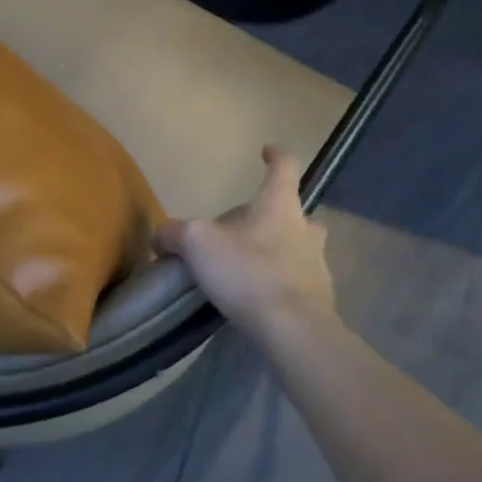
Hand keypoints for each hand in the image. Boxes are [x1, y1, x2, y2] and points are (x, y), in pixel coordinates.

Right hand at [156, 146, 337, 345]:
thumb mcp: (197, 244)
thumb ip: (176, 233)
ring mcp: (317, 264)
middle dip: (273, 214)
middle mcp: (305, 228)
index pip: (285, 166)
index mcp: (279, 205)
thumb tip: (162, 235)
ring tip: (250, 265)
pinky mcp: (319, 298)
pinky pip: (298, 282)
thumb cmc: (248, 272)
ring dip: (279, 249)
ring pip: (300, 247)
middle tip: (247, 227)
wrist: (294, 330)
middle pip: (293, 210)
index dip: (275, 155)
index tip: (266, 151)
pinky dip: (281, 283)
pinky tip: (259, 298)